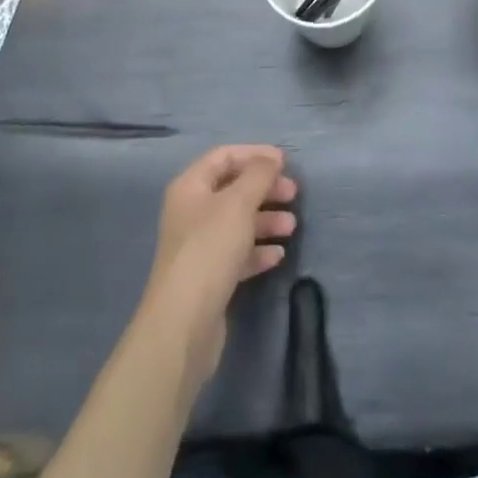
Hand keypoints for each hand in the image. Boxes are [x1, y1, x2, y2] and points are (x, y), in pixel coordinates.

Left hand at [138, 144, 297, 392]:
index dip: (254, 154)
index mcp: (190, 187)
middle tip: (293, 194)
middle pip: (232, 189)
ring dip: (266, 220)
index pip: (223, 156)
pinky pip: (237, 253)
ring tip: (292, 227)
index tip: (284, 162)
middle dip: (264, 189)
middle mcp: (191, 212)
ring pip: (237, 222)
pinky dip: (258, 251)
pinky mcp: (208, 277)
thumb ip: (258, 175)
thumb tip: (271, 158)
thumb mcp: (238, 203)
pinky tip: (278, 256)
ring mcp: (198, 246)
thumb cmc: (210, 249)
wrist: (183, 323)